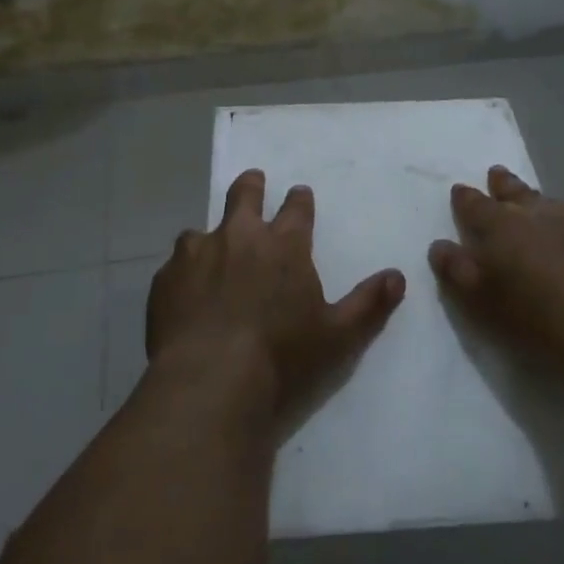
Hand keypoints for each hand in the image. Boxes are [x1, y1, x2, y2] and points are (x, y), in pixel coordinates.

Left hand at [148, 169, 404, 429]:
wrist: (209, 382)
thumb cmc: (282, 358)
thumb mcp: (337, 336)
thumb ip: (368, 304)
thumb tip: (398, 276)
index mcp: (284, 245)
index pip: (296, 209)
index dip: (299, 199)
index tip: (300, 193)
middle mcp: (239, 237)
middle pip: (244, 195)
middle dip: (252, 186)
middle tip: (254, 182)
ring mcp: (197, 254)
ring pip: (201, 229)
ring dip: (210, 236)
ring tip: (211, 249)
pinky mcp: (165, 279)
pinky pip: (174, 264)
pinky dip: (183, 271)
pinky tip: (184, 291)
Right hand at [429, 167, 563, 380]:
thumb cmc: (530, 314)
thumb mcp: (477, 298)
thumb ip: (455, 268)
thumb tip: (439, 245)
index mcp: (501, 224)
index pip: (475, 204)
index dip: (465, 198)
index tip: (459, 189)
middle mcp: (538, 214)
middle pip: (516, 192)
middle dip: (503, 183)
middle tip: (497, 173)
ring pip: (552, 205)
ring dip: (539, 203)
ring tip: (536, 204)